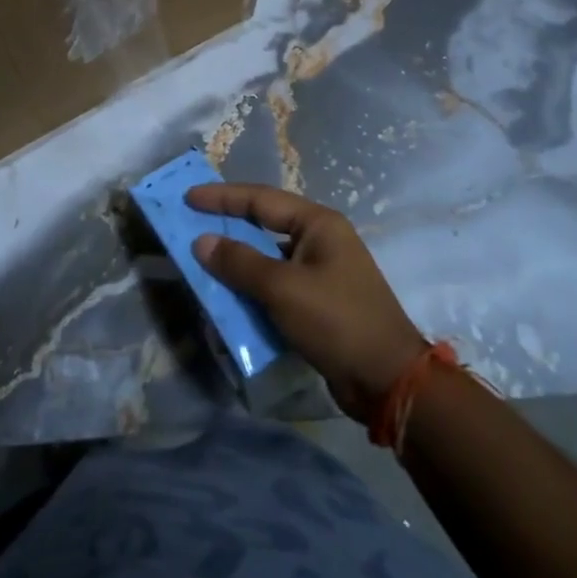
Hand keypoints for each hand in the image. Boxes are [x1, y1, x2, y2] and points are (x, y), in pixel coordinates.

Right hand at [190, 184, 425, 423]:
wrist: (388, 381)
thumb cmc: (336, 321)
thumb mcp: (282, 288)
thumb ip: (239, 262)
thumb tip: (202, 242)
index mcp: (318, 224)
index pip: (261, 199)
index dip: (222, 197)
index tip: (188, 197)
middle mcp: (321, 240)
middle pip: (264, 224)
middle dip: (228, 226)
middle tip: (191, 225)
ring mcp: (322, 272)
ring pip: (269, 257)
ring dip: (238, 261)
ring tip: (203, 261)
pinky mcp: (319, 302)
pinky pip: (276, 284)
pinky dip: (252, 288)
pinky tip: (229, 297)